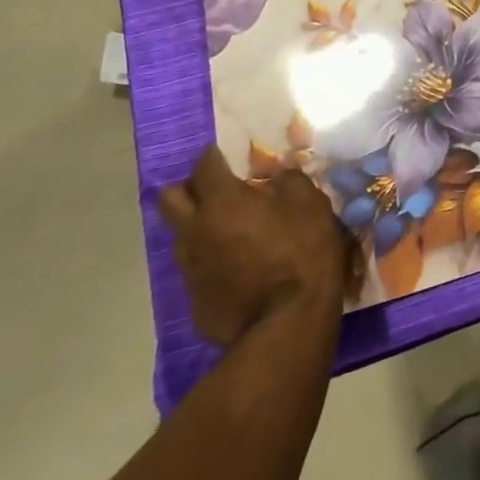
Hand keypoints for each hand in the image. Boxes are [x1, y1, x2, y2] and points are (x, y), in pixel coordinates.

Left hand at [158, 146, 358, 346]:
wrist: (288, 324)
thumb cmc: (302, 253)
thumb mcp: (310, 204)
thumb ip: (288, 181)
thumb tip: (274, 178)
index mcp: (222, 201)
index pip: (204, 164)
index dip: (215, 156)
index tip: (228, 156)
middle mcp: (196, 230)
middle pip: (169, 198)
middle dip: (188, 188)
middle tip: (215, 191)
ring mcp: (191, 269)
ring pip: (181, 236)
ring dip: (198, 227)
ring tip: (228, 232)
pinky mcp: (195, 302)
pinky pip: (197, 271)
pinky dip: (212, 264)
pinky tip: (237, 271)